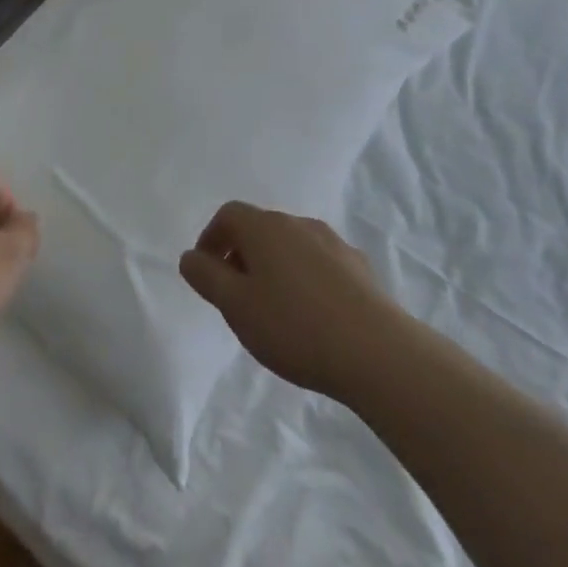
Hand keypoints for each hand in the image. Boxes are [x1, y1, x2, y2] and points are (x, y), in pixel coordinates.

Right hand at [179, 201, 397, 402]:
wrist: (377, 352)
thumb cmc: (294, 326)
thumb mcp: (235, 306)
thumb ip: (207, 277)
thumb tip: (190, 256)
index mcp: (265, 227)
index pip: (228, 215)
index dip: (211, 239)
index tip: (207, 273)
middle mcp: (298, 224)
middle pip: (260, 228)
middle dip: (242, 255)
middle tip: (236, 296)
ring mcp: (333, 243)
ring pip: (291, 246)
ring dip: (274, 267)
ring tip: (273, 309)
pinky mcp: (359, 268)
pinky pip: (319, 263)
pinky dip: (305, 279)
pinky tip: (311, 315)